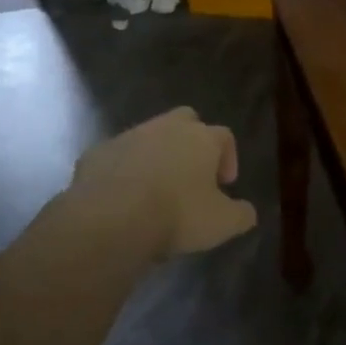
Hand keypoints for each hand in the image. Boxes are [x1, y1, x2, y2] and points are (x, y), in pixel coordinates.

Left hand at [70, 107, 257, 258]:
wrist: (110, 218)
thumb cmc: (177, 215)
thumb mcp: (222, 224)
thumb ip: (241, 215)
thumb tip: (248, 212)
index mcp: (202, 138)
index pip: (224, 137)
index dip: (228, 158)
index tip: (225, 185)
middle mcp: (166, 128)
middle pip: (186, 121)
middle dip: (191, 142)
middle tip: (191, 174)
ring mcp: (129, 136)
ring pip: (148, 137)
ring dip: (156, 156)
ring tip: (155, 191)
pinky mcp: (97, 152)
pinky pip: (117, 157)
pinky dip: (123, 171)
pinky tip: (123, 198)